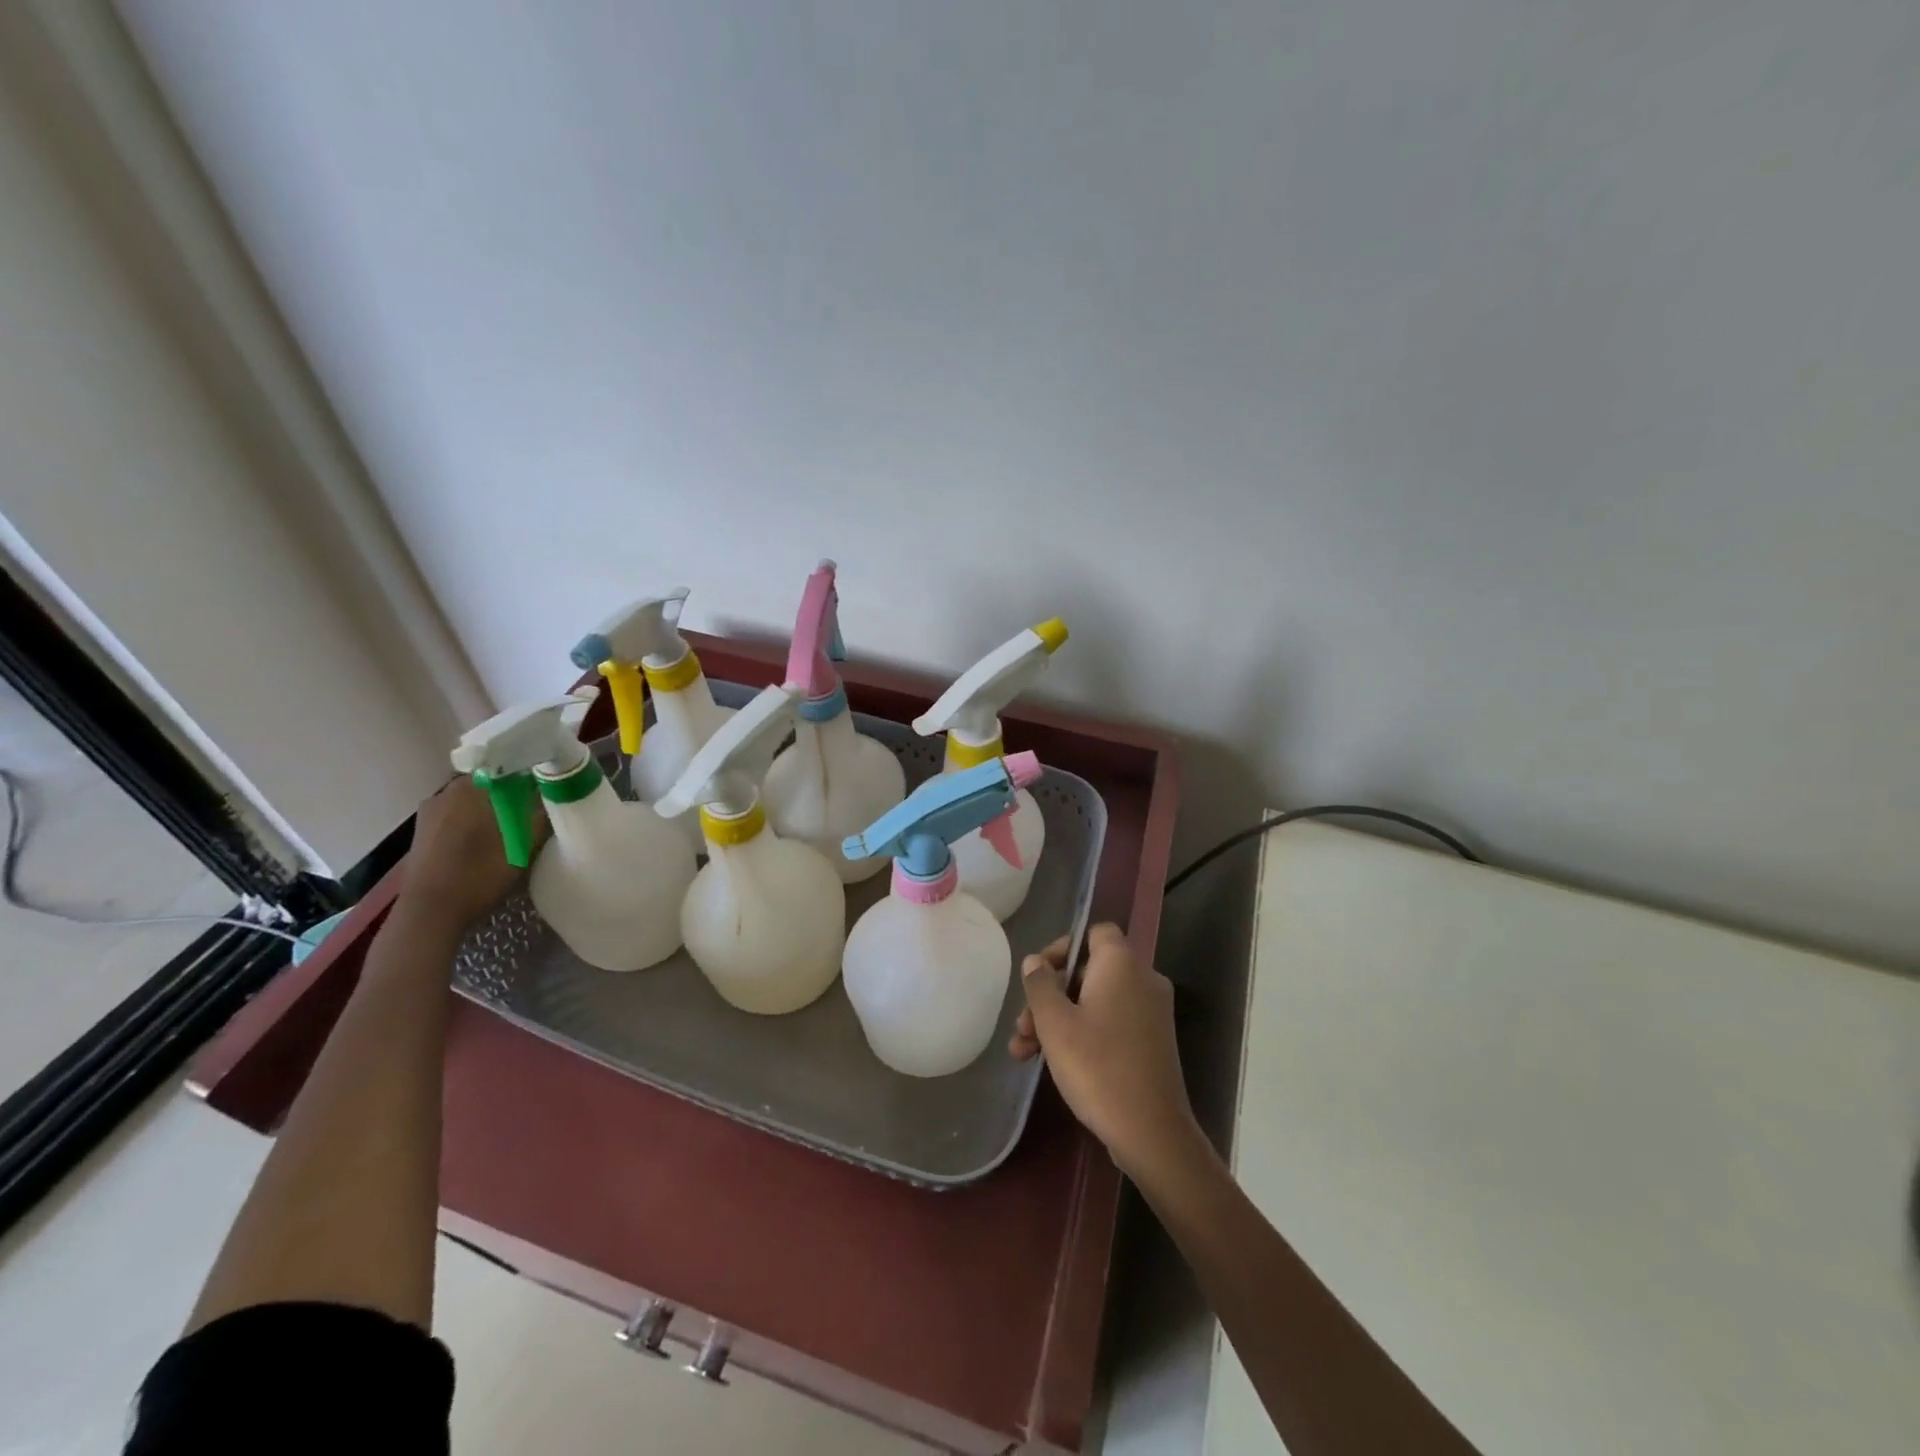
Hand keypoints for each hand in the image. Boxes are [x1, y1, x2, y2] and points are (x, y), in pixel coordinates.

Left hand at [397, 778, 541, 931]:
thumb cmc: (479, 874)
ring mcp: (429, 811)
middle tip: (531, 810)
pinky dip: (472, 821)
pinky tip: (484, 841)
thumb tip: (552, 796)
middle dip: (510, 792)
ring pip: (471, 799)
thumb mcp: (524, 846)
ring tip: (510, 826)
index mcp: (471, 786)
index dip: (530, 775)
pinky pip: (456, 815)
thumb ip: (540, 816)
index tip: (546, 788)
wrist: (430, 912)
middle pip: (488, 782)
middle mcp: (446, 791)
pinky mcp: (422, 831)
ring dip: (490, 808)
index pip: (508, 766)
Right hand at [1011, 923, 1203, 1181]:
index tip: (1038, 976)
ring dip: (1059, 1020)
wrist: (1151, 1132)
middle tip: (1023, 1026)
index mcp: (1122, 965)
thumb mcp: (1055, 1024)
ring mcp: (1151, 1013)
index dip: (1062, 947)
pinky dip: (1082, 1034)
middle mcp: (1142, 980)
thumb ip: (1040, 985)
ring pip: (1095, 1002)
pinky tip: (1050, 1063)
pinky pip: (1111, 1023)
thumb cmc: (1097, 1067)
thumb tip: (1034, 962)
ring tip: (1024, 1052)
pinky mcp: (1151, 1043)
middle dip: (1050, 996)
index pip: (1094, 932)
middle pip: (1088, 971)